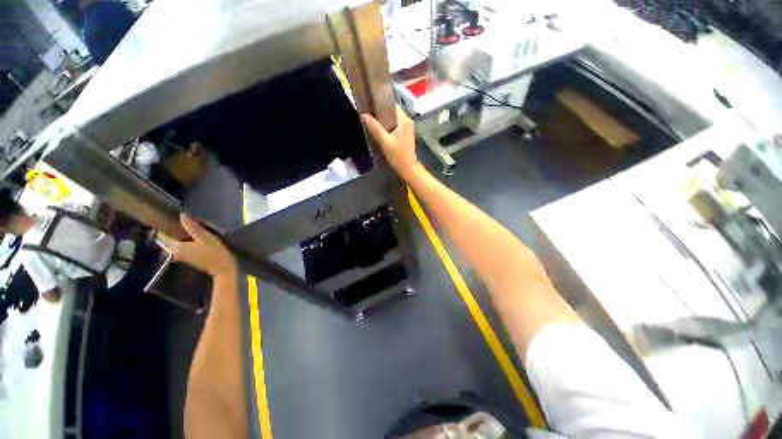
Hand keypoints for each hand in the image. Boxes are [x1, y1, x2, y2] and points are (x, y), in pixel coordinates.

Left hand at [160, 214, 237, 277]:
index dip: (167, 225)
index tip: (174, 218)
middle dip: (174, 230)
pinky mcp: (187, 258)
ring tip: (191, 228)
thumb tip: (182, 215)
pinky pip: (180, 247)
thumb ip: (192, 226)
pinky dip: (185, 241)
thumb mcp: (205, 237)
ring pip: (175, 243)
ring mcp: (180, 256)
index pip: (163, 234)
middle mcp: (174, 252)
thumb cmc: (215, 252)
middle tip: (186, 222)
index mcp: (176, 247)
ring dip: (180, 236)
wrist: (223, 268)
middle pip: (168, 239)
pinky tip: (195, 237)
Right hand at [361, 106, 420, 178]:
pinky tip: (380, 131)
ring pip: (393, 120)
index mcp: (404, 119)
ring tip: (372, 122)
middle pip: (391, 112)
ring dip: (383, 121)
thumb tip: (363, 115)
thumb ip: (374, 128)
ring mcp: (408, 128)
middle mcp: (408, 121)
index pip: (391, 105)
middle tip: (368, 115)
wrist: (408, 168)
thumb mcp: (384, 141)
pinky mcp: (406, 135)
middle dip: (380, 114)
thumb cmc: (397, 155)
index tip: (369, 105)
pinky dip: (388, 127)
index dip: (380, 104)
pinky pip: (395, 126)